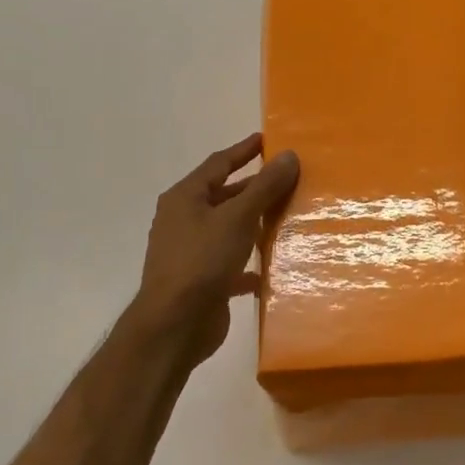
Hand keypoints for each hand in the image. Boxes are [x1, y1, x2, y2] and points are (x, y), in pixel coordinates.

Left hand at [126, 134, 299, 371]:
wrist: (175, 325)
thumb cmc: (202, 260)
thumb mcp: (238, 217)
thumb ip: (264, 187)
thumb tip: (288, 155)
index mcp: (185, 198)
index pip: (218, 164)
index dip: (244, 151)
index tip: (267, 140)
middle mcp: (184, 220)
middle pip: (224, 196)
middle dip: (254, 188)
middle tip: (287, 179)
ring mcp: (192, 252)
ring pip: (229, 229)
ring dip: (254, 223)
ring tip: (287, 216)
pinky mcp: (203, 280)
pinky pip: (231, 263)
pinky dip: (250, 262)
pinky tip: (273, 266)